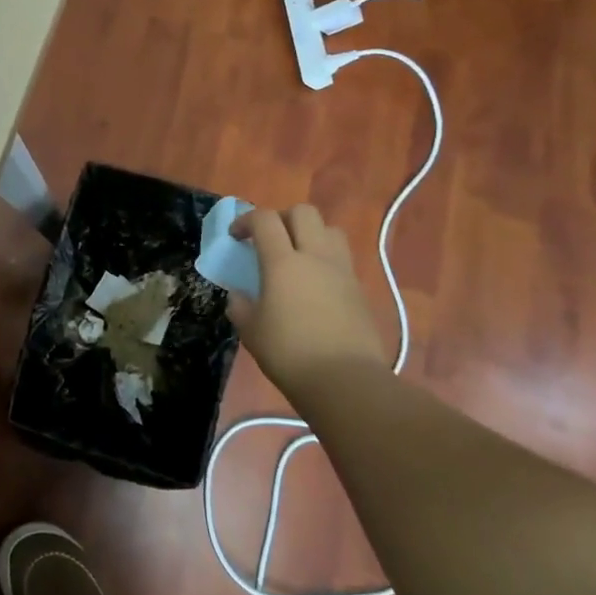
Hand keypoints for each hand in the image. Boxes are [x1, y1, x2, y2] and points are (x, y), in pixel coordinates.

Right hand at [226, 204, 388, 394]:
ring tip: (297, 256)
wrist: (346, 382)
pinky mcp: (359, 290)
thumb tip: (240, 296)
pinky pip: (341, 259)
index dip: (246, 221)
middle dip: (282, 218)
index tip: (236, 237)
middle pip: (303, 212)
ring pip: (330, 230)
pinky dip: (325, 260)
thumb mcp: (250, 331)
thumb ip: (241, 306)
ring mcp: (342, 272)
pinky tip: (314, 285)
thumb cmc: (289, 353)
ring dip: (310, 234)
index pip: (264, 219)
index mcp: (283, 262)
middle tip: (269, 240)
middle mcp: (315, 257)